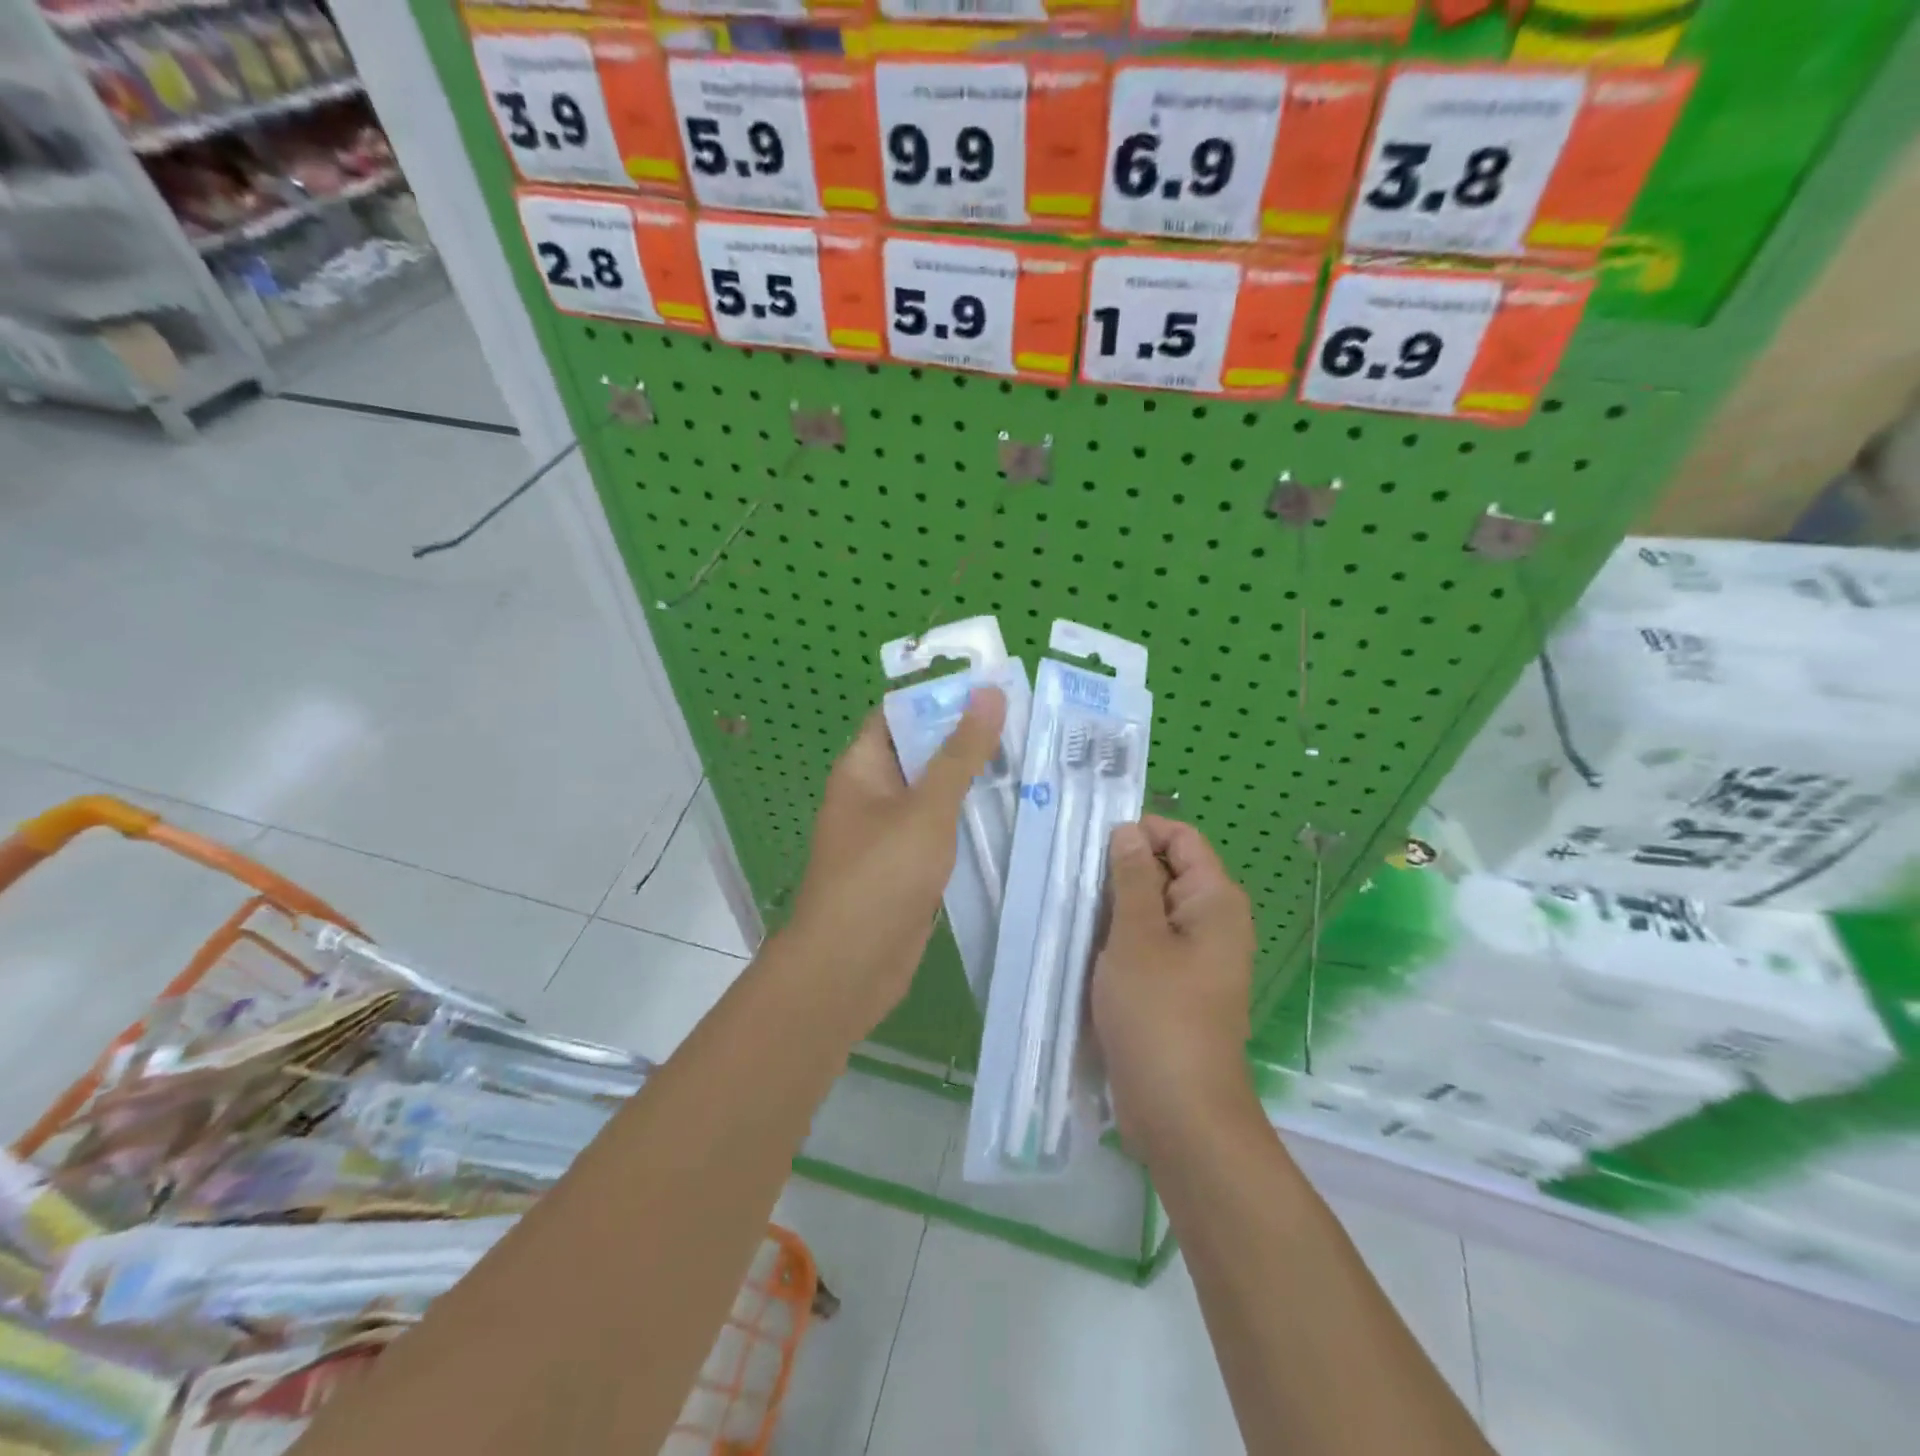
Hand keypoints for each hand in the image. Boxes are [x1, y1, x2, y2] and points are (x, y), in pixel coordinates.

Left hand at [778, 688, 1006, 1038]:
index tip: (995, 689)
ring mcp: (891, 833)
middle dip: (969, 739)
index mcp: (864, 768)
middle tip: (1028, 725)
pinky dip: (971, 822)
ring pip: (936, 795)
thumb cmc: (880, 876)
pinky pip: (942, 832)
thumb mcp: (926, 808)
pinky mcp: (909, 867)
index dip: (942, 697)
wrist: (849, 968)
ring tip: (1033, 762)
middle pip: (923, 752)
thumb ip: (960, 753)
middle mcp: (874, 794)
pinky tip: (1015, 815)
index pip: (901, 714)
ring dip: (975, 782)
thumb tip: (988, 692)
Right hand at [1092, 816, 1258, 1150]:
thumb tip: (1128, 830)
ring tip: (1072, 912)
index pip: (1181, 839)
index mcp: (1215, 901)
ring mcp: (1196, 958)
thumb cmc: (1159, 1014)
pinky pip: (1148, 945)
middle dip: (1121, 871)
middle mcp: (1213, 923)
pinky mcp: (1177, 988)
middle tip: (1073, 881)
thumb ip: (1132, 877)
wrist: (1181, 1113)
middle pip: (1166, 872)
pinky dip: (1119, 940)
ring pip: (1151, 911)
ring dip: (1115, 909)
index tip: (1091, 843)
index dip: (1139, 832)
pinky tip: (1085, 948)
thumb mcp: (1136, 937)